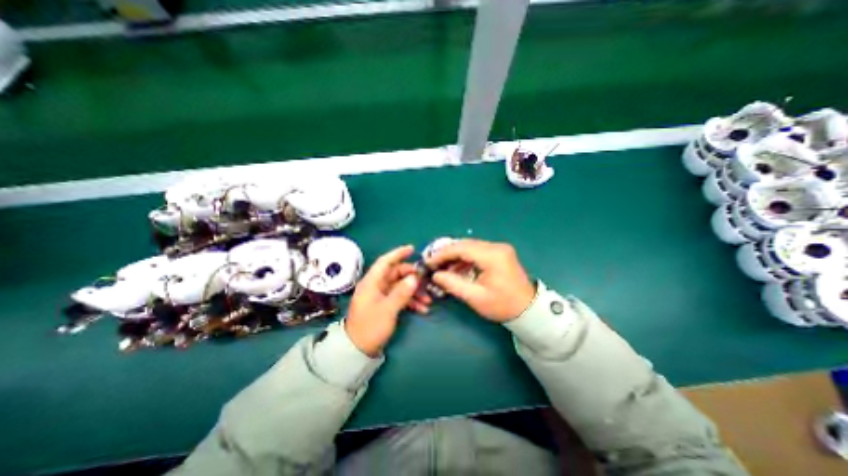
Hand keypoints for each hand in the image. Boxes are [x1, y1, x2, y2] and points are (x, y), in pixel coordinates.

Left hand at [343, 245, 427, 355]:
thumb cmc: (370, 327)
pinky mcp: (385, 305)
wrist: (358, 350)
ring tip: (428, 300)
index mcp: (372, 282)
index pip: (385, 262)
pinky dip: (411, 301)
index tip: (412, 249)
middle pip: (396, 274)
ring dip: (414, 291)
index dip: (398, 253)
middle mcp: (376, 286)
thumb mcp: (388, 309)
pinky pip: (400, 297)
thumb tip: (415, 278)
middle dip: (412, 277)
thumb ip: (401, 292)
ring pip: (400, 286)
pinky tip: (422, 309)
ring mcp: (381, 296)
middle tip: (426, 281)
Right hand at [428, 238, 531, 322]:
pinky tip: (456, 269)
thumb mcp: (475, 297)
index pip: (461, 248)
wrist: (528, 310)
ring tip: (443, 268)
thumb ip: (453, 284)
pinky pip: (477, 251)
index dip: (442, 254)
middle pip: (465, 244)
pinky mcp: (499, 253)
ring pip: (470, 247)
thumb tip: (436, 274)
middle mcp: (496, 247)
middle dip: (447, 254)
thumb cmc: (502, 305)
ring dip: (455, 256)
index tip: (429, 262)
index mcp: (493, 256)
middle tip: (433, 264)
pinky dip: (464, 259)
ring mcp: (499, 248)